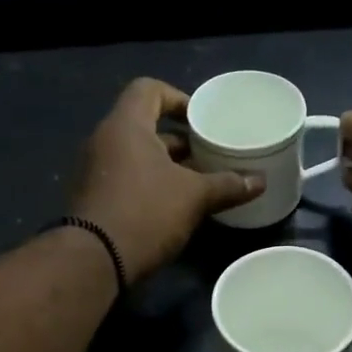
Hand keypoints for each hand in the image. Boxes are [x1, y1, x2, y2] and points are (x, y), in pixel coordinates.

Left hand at [69, 78, 263, 280]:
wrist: (93, 261)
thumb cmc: (145, 213)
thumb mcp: (193, 197)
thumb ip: (227, 185)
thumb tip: (259, 181)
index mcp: (126, 125)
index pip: (148, 89)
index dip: (177, 98)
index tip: (201, 122)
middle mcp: (104, 141)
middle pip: (144, 126)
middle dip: (178, 140)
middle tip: (207, 156)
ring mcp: (93, 171)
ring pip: (136, 156)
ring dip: (165, 166)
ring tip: (197, 183)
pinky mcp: (92, 199)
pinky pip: (125, 179)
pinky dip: (149, 185)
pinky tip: (174, 207)